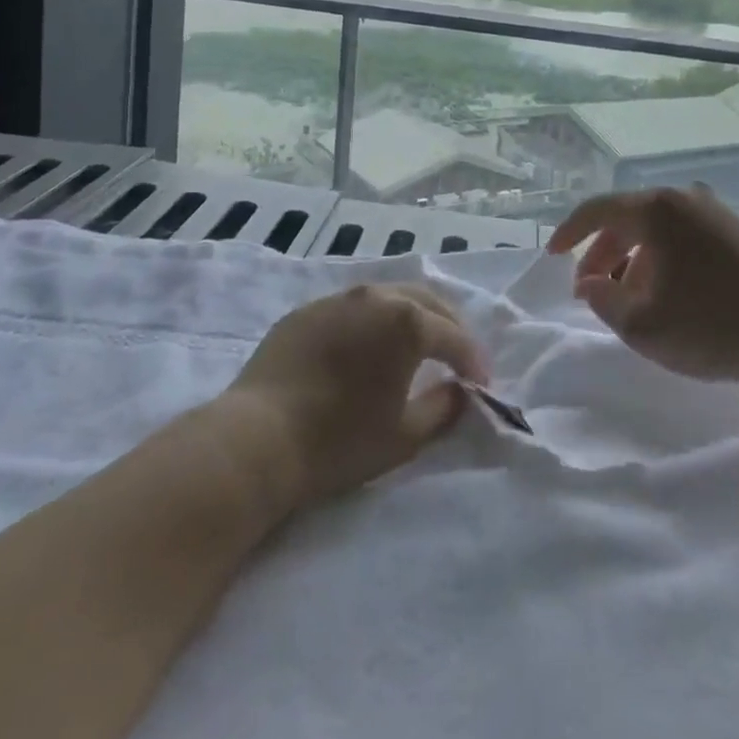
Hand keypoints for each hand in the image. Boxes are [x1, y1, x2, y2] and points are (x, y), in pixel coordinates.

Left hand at [226, 284, 488, 506]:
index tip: (481, 383)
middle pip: (425, 302)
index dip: (473, 360)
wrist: (258, 438)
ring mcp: (338, 299)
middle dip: (448, 326)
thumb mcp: (405, 435)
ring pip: (388, 297)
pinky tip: (366, 346)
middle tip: (456, 354)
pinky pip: (352, 308)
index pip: (454, 336)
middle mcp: (376, 297)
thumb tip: (460, 390)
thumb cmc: (339, 440)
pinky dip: (372, 322)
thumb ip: (443, 407)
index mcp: (407, 321)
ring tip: (415, 344)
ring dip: (410, 316)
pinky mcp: (306, 311)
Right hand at [547, 186, 738, 393]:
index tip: (552, 255)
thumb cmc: (712, 328)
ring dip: (635, 260)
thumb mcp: (642, 325)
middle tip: (592, 290)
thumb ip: (602, 300)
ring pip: (659, 230)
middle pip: (628, 219)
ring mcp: (717, 212)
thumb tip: (591, 283)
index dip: (568, 232)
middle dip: (604, 254)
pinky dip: (665, 259)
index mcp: (657, 210)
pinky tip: (672, 294)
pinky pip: (686, 237)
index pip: (597, 210)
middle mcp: (685, 199)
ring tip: (632, 299)